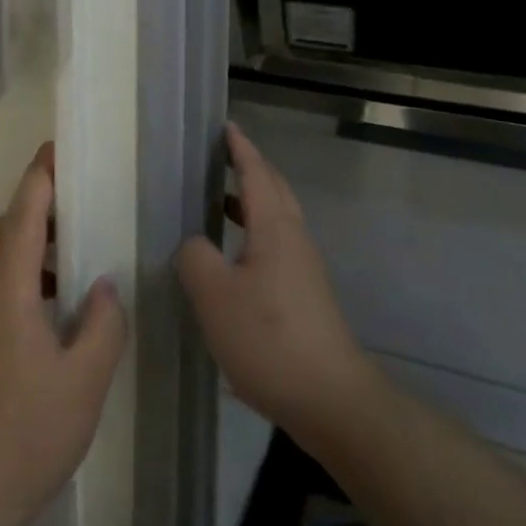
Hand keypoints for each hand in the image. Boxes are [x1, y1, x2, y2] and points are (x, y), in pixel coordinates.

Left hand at [0, 144, 126, 525]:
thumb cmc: (27, 435)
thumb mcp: (85, 384)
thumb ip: (102, 324)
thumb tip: (101, 286)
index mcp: (5, 294)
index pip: (22, 217)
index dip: (38, 179)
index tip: (53, 151)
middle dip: (26, 215)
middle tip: (65, 225)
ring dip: (14, 256)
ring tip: (55, 284)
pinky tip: (25, 333)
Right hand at [176, 124, 377, 451]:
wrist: (331, 399)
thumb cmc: (268, 338)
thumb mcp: (214, 295)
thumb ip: (196, 258)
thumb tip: (194, 244)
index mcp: (275, 227)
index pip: (256, 173)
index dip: (240, 149)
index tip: (227, 127)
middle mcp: (294, 239)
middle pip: (274, 190)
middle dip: (250, 168)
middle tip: (222, 156)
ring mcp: (304, 269)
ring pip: (277, 219)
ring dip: (251, 202)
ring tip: (220, 203)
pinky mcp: (305, 296)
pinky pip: (277, 245)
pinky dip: (254, 234)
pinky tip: (233, 261)